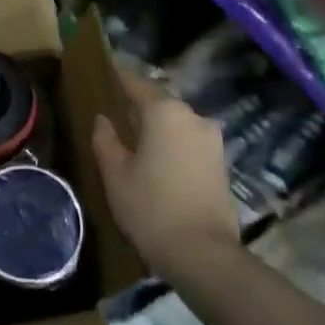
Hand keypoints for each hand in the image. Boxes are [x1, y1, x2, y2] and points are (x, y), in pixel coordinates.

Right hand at [92, 71, 239, 280]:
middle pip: (159, 101)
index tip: (104, 71)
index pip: (136, 83)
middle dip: (138, 104)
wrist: (203, 253)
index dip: (118, 77)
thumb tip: (103, 119)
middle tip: (115, 111)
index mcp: (164, 112)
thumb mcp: (115, 173)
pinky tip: (158, 157)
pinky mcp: (221, 161)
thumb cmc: (150, 207)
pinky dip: (172, 142)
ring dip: (157, 125)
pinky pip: (189, 140)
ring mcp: (212, 139)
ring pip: (177, 122)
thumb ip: (105, 139)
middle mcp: (193, 116)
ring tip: (135, 137)